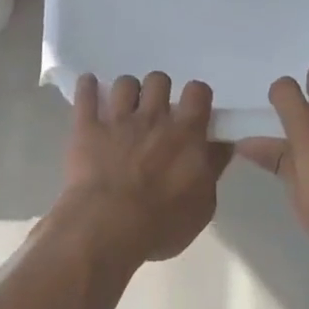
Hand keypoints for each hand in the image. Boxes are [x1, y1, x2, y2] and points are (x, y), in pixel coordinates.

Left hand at [61, 72, 230, 263]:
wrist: (107, 228)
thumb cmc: (161, 224)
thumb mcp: (202, 206)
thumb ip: (212, 169)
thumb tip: (222, 145)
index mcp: (185, 133)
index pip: (198, 91)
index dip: (196, 96)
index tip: (193, 109)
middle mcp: (153, 117)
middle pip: (159, 80)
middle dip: (158, 91)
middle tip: (155, 111)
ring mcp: (118, 119)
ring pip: (125, 83)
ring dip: (127, 91)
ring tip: (124, 106)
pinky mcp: (87, 127)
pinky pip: (85, 94)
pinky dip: (87, 86)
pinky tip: (89, 84)